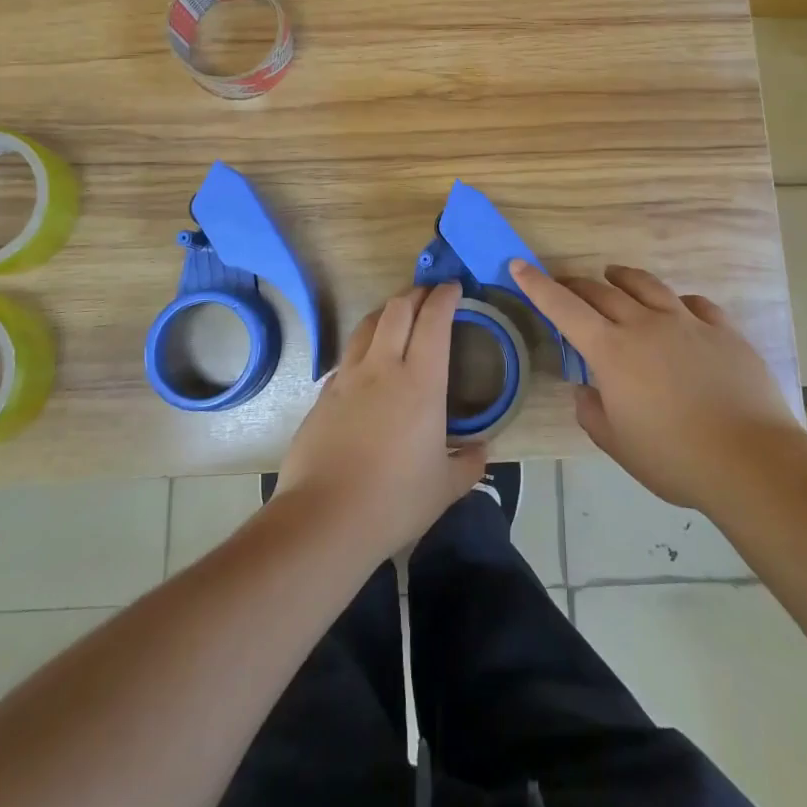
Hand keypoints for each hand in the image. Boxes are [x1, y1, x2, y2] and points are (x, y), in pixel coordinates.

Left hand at [274, 283, 485, 561]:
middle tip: (429, 294)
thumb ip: (468, 464)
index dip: (444, 297)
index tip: (453, 287)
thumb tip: (482, 451)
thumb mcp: (444, 487)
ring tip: (399, 316)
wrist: (324, 518)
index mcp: (421, 382)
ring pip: (368, 325)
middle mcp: (383, 368)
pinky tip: (368, 365)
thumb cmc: (395, 500)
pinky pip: (348, 357)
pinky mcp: (324, 395)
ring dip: (387, 311)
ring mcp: (348, 378)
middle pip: (397, 309)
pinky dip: (364, 347)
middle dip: (416, 293)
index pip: (434, 321)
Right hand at [512, 260, 794, 509]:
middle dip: (577, 284)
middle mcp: (645, 324)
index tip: (519, 265)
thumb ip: (593, 413)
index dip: (538, 285)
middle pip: (603, 291)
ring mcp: (687, 322)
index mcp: (612, 351)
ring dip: (623, 278)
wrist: (750, 460)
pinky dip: (676, 301)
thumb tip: (586, 390)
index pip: (564, 308)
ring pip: (647, 285)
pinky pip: (694, 303)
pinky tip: (678, 308)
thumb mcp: (618, 445)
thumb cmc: (674, 458)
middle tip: (567, 285)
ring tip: (614, 275)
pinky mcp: (723, 330)